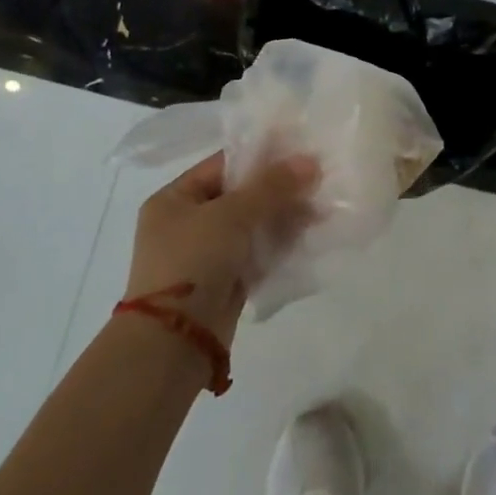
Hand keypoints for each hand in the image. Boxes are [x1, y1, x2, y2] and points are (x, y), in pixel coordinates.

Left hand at [127, 151, 319, 346]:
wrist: (173, 343)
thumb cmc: (192, 263)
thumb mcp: (231, 215)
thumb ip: (271, 187)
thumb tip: (310, 161)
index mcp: (174, 199)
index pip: (223, 165)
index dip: (261, 156)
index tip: (300, 151)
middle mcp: (187, 223)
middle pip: (241, 195)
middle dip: (279, 190)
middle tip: (319, 181)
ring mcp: (206, 255)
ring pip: (253, 226)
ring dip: (284, 218)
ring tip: (322, 209)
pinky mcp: (224, 282)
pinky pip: (257, 254)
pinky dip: (280, 246)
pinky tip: (310, 236)